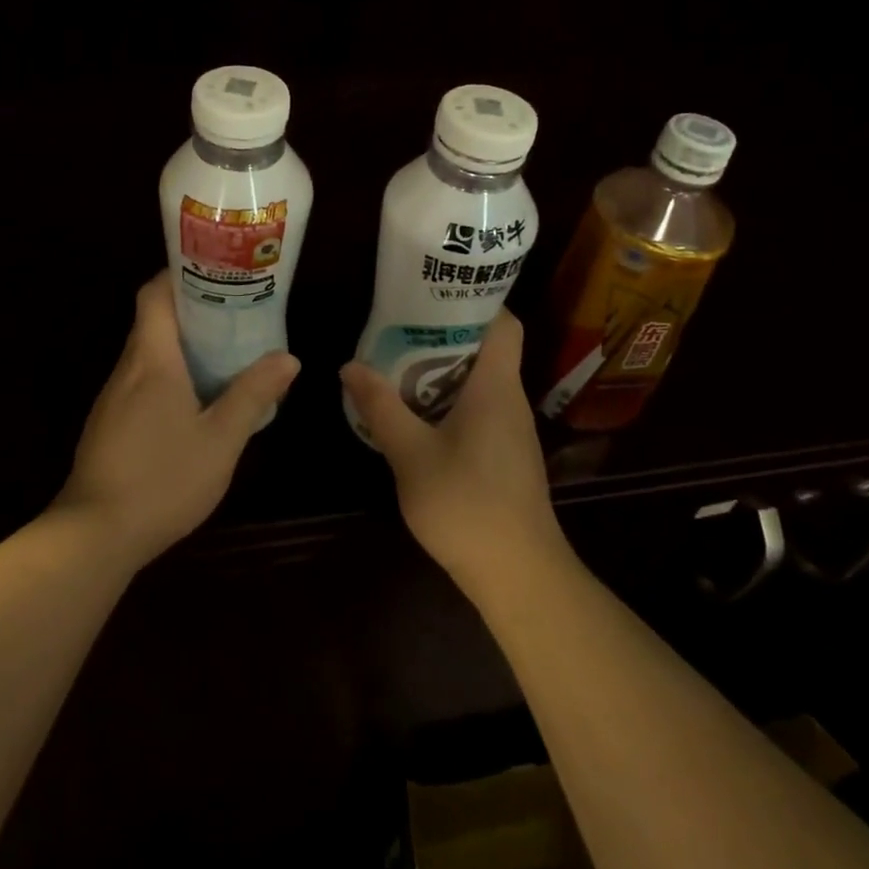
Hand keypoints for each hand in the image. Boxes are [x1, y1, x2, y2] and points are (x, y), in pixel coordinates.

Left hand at [54, 269, 299, 570]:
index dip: (179, 275)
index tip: (215, 272)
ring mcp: (113, 398)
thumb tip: (288, 358)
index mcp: (152, 360)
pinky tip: (195, 399)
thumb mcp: (221, 439)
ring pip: (147, 353)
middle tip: (236, 312)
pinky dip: (168, 374)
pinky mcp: (109, 424)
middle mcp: (127, 369)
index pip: (154, 294)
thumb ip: (253, 395)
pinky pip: (141, 381)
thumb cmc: (163, 479)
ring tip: (224, 351)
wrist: (96, 535)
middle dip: (191, 310)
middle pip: (153, 321)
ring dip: (181, 345)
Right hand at [340, 311, 563, 594]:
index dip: (475, 300)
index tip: (433, 293)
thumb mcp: (411, 454)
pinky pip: (479, 409)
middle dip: (443, 333)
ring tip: (397, 363)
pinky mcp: (506, 456)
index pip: (504, 322)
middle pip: (486, 348)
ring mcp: (511, 431)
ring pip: (479, 381)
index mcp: (496, 386)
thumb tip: (349, 365)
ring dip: (442, 369)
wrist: (519, 576)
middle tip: (398, 326)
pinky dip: (449, 401)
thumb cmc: (467, 505)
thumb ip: (380, 407)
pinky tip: (416, 414)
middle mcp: (510, 400)